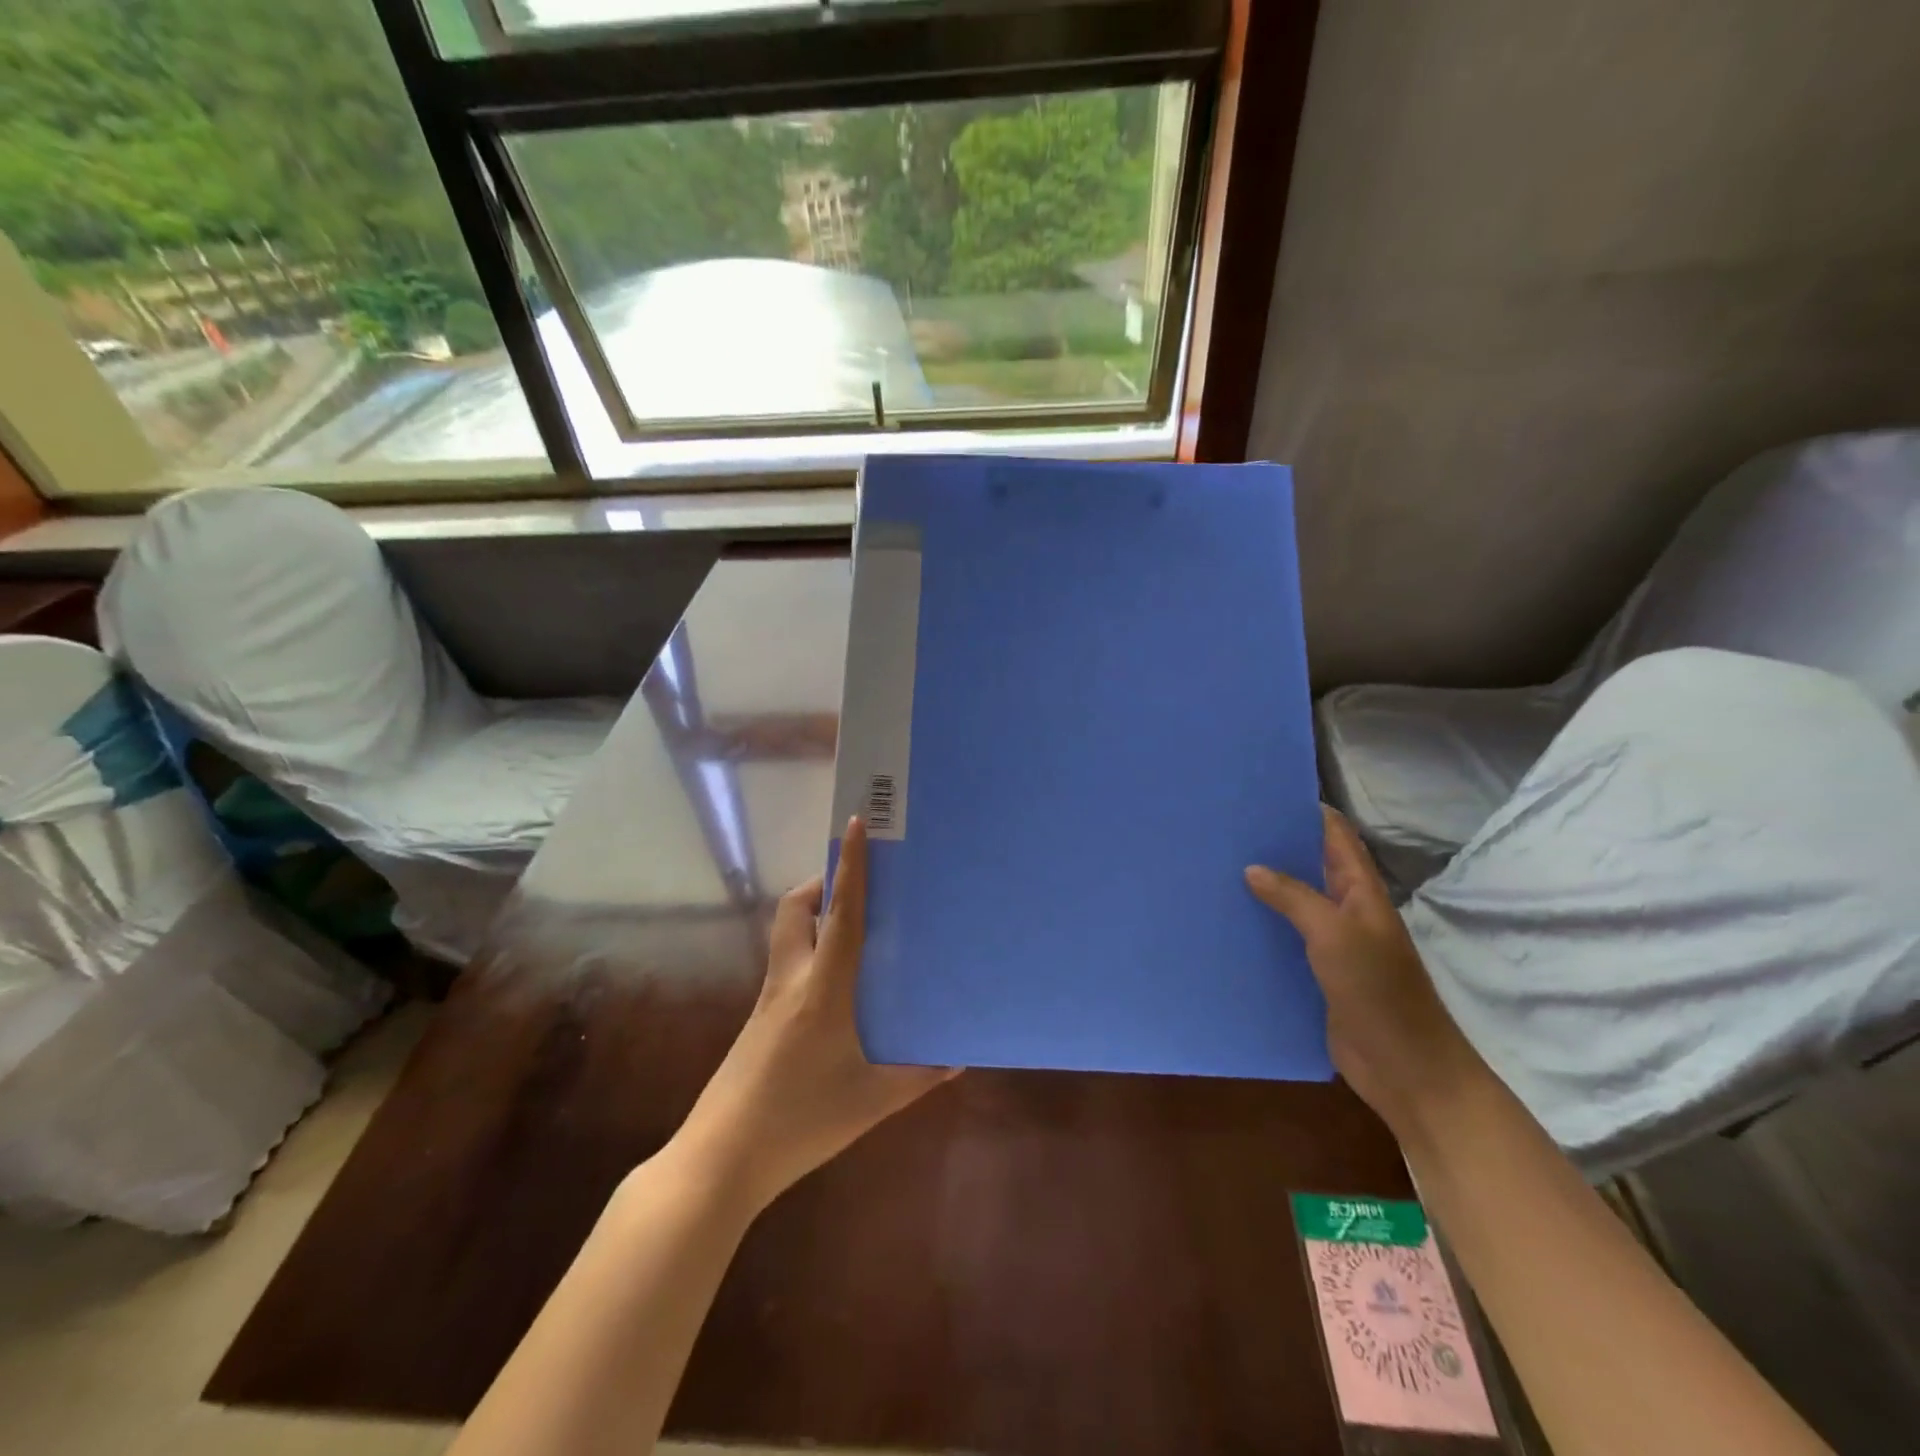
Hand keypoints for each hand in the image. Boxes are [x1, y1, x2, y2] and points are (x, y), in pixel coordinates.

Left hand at [673, 816, 957, 1211]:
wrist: (720, 1160)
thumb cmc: (800, 1122)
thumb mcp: (870, 1102)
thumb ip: (917, 1076)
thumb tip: (956, 1058)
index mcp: (822, 988)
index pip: (840, 913)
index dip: (849, 866)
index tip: (856, 824)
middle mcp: (791, 980)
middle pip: (796, 909)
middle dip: (822, 883)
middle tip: (858, 886)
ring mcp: (768, 999)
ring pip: (787, 934)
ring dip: (814, 915)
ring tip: (854, 929)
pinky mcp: (759, 1020)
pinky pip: (787, 965)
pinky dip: (811, 952)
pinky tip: (837, 987)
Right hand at [1245, 807, 1483, 1136]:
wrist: (1406, 1068)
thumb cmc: (1377, 992)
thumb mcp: (1334, 934)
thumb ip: (1294, 897)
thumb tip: (1252, 867)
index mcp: (1359, 890)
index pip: (1334, 834)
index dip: (1304, 810)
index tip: (1260, 793)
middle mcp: (1345, 909)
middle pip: (1309, 865)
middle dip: (1273, 846)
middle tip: (1223, 830)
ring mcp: (1331, 943)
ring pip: (1292, 903)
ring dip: (1262, 888)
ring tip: (1213, 869)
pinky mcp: (1316, 973)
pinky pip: (1284, 939)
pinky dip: (1260, 927)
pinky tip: (1226, 923)